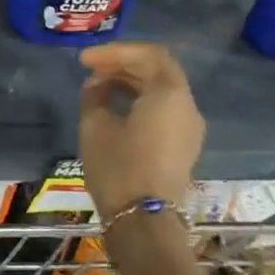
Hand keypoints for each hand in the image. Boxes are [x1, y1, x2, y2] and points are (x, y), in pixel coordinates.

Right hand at [78, 43, 205, 219]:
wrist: (144, 223)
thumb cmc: (119, 168)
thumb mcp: (95, 125)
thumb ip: (94, 95)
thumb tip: (97, 85)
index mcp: (170, 94)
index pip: (149, 55)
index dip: (115, 51)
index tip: (85, 60)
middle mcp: (188, 106)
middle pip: (158, 70)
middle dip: (123, 64)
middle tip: (90, 70)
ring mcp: (189, 129)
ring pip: (161, 91)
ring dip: (131, 82)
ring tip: (97, 88)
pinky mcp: (183, 147)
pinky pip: (164, 110)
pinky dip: (140, 100)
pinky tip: (114, 108)